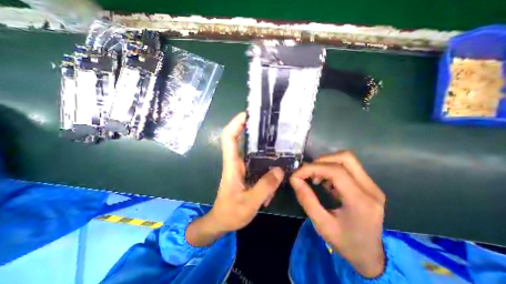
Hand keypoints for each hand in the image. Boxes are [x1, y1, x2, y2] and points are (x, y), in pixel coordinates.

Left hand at [186, 112, 283, 246]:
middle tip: (270, 124)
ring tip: (279, 144)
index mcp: (232, 165)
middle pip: (241, 139)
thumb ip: (264, 187)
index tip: (248, 114)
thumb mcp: (248, 203)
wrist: (222, 222)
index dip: (236, 124)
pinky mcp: (247, 172)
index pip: (229, 138)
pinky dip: (267, 164)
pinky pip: (258, 163)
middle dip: (253, 129)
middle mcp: (236, 162)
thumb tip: (279, 170)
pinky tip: (277, 170)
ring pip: (252, 151)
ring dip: (264, 147)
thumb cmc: (230, 213)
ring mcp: (242, 167)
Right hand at [291, 151, 386, 276]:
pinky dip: (332, 169)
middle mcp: (370, 189)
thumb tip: (294, 179)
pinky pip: (348, 167)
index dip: (312, 168)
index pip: (335, 171)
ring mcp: (372, 186)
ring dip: (326, 164)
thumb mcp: (321, 224)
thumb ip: (306, 199)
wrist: (370, 256)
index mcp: (360, 201)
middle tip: (308, 172)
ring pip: (347, 160)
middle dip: (321, 161)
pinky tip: (325, 183)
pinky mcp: (369, 185)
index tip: (297, 174)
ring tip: (316, 179)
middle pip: (345, 158)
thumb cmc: (345, 243)